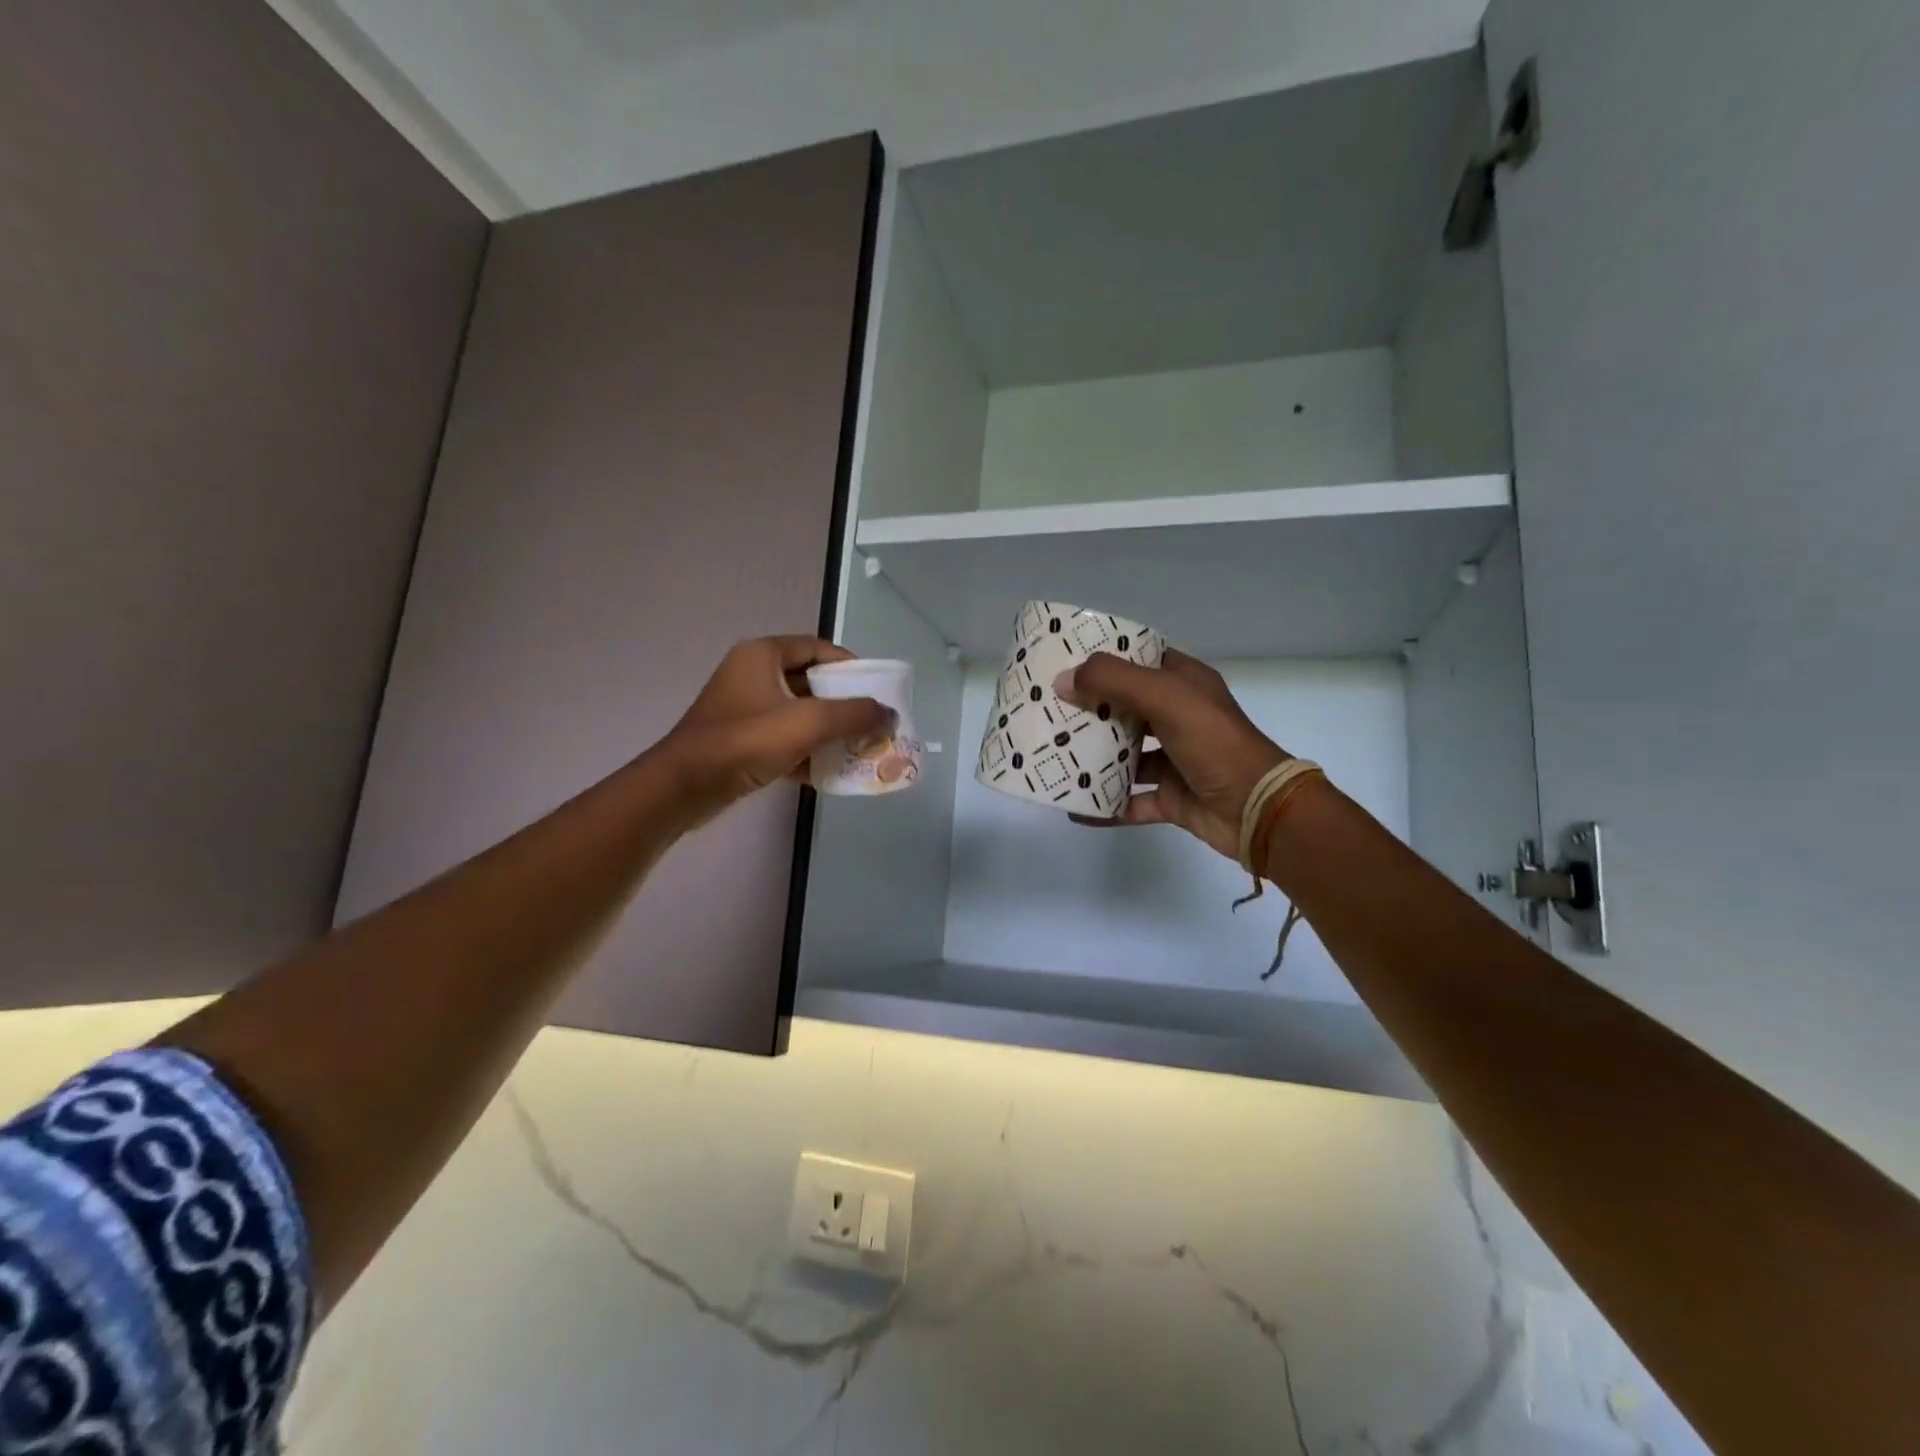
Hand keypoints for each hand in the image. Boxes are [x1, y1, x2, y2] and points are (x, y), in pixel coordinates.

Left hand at [661, 637, 889, 822]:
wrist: (685, 787)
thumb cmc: (746, 742)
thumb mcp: (808, 723)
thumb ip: (853, 714)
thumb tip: (887, 713)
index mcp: (762, 655)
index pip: (817, 648)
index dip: (850, 665)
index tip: (875, 689)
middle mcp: (752, 674)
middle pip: (810, 681)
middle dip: (843, 703)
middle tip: (872, 721)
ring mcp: (744, 708)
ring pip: (798, 713)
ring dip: (827, 730)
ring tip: (858, 747)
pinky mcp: (741, 740)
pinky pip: (783, 738)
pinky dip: (806, 751)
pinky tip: (830, 771)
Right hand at [1058, 649, 1289, 860]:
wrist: (1257, 808)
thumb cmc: (1213, 741)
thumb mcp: (1165, 697)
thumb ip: (1113, 681)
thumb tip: (1063, 681)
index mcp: (1185, 684)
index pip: (1141, 660)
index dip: (1106, 659)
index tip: (1065, 662)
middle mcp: (1180, 717)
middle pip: (1127, 707)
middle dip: (1090, 709)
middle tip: (1048, 709)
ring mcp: (1176, 759)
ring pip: (1127, 755)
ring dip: (1095, 757)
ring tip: (1054, 755)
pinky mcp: (1172, 797)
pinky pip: (1130, 800)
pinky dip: (1105, 804)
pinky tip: (1074, 807)